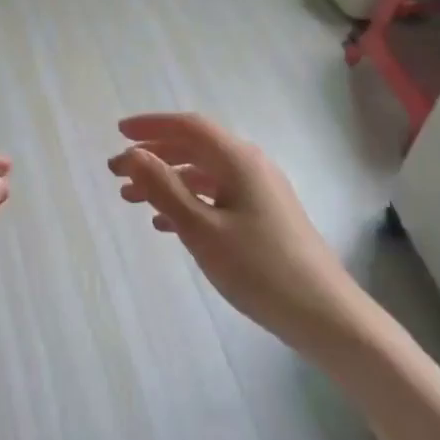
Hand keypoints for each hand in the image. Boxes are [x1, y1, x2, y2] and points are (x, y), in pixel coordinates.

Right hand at [108, 113, 363, 356]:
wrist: (323, 313)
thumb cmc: (258, 268)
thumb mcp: (202, 229)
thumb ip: (164, 189)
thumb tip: (132, 154)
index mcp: (239, 160)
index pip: (189, 126)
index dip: (151, 125)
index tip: (117, 132)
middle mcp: (251, 166)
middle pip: (195, 148)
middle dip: (153, 156)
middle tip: (116, 173)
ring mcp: (260, 192)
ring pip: (204, 175)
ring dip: (167, 181)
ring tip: (131, 199)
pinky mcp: (264, 217)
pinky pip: (217, 197)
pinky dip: (187, 203)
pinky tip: (165, 224)